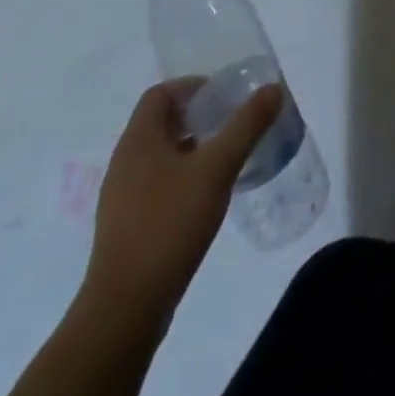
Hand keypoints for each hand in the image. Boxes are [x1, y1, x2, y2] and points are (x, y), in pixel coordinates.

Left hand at [79, 78, 282, 331]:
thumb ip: (247, 125)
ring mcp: (121, 197)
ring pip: (160, 155)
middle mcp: (125, 162)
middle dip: (198, 117)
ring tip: (225, 157)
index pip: (160, 93)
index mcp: (139, 140)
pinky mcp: (126, 226)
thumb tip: (273, 89)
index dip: (192, 87)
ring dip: (191, 148)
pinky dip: (181, 177)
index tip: (224, 97)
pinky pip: (156, 184)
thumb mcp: (217, 168)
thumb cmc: (169, 224)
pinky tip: (206, 196)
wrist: (125, 308)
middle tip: (232, 123)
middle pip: (161, 122)